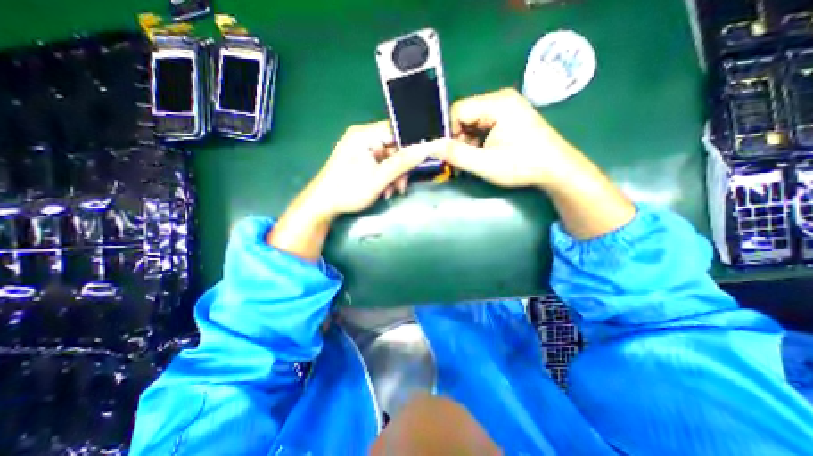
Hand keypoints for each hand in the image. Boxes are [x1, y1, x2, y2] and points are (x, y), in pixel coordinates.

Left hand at [267, 122, 434, 260]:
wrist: (322, 205)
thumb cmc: (348, 190)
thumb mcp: (378, 178)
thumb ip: (402, 163)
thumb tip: (425, 149)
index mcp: (364, 135)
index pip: (396, 131)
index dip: (411, 145)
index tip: (420, 161)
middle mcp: (363, 138)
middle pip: (393, 147)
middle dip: (400, 168)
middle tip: (401, 186)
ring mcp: (360, 149)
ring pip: (388, 158)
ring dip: (394, 176)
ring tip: (391, 192)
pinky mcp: (360, 160)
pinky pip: (380, 164)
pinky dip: (385, 177)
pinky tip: (384, 190)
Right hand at [432, 88, 584, 188]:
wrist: (556, 169)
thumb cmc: (521, 166)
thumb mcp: (485, 164)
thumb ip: (456, 154)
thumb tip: (430, 147)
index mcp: (497, 103)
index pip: (458, 110)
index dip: (450, 133)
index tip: (452, 154)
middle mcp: (501, 99)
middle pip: (465, 115)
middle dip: (460, 138)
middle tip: (464, 159)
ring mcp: (507, 107)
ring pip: (473, 121)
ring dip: (468, 141)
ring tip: (476, 159)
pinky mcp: (509, 116)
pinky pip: (483, 125)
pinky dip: (478, 140)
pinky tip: (484, 153)